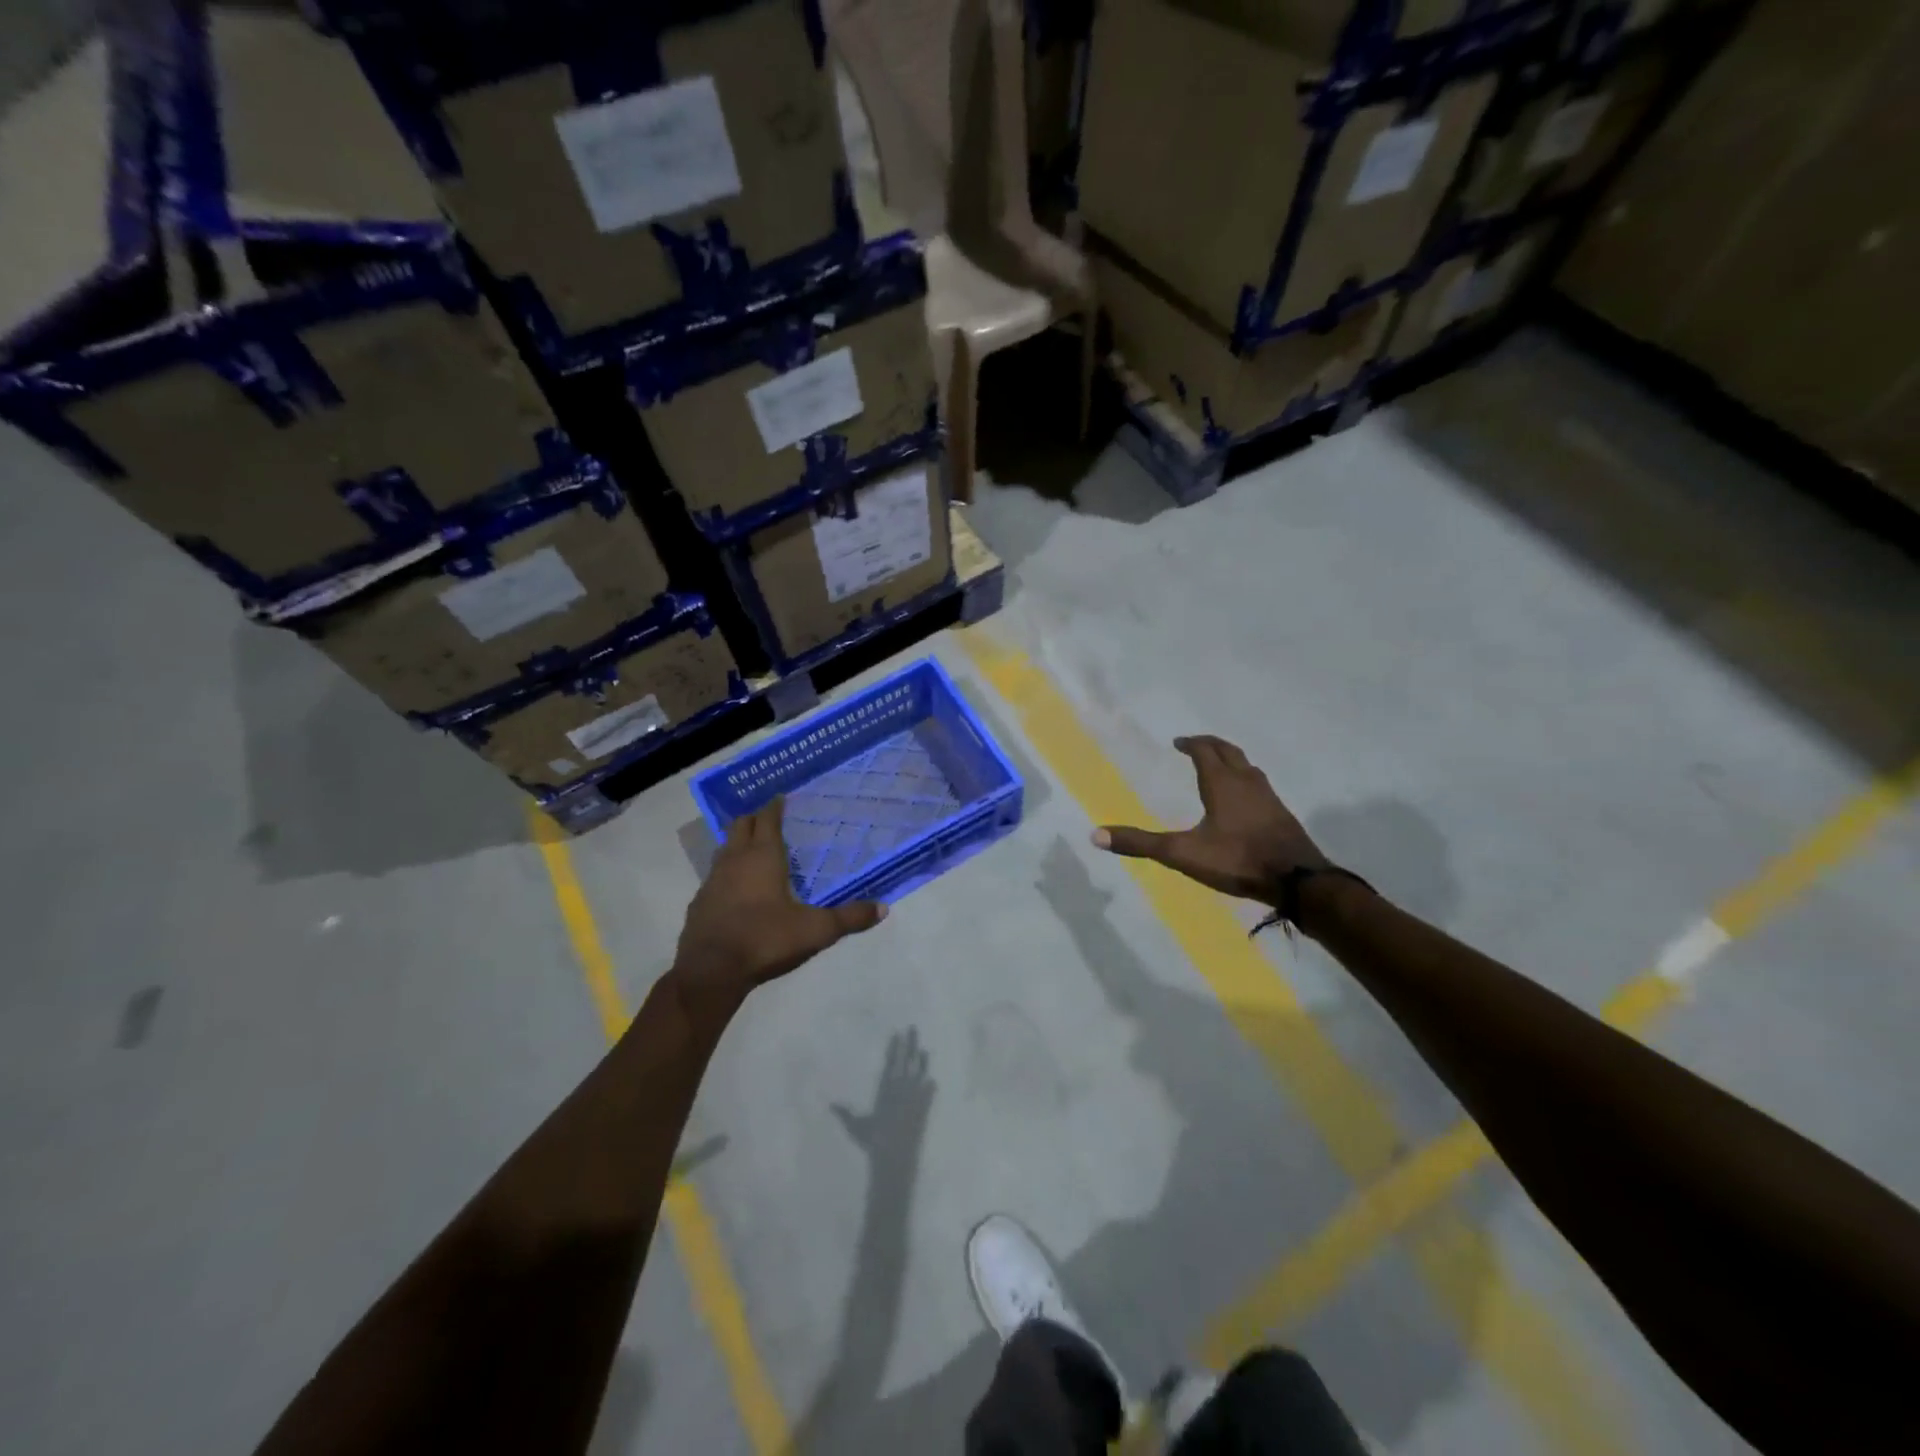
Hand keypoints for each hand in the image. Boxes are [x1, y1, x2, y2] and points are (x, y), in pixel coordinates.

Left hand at [673, 799, 885, 1013]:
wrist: (711, 971)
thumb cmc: (766, 939)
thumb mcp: (816, 930)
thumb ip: (849, 918)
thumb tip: (883, 909)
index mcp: (763, 857)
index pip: (767, 818)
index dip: (775, 806)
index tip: (783, 798)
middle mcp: (735, 860)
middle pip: (741, 825)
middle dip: (755, 818)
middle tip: (771, 819)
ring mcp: (712, 880)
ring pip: (724, 849)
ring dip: (739, 844)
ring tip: (756, 850)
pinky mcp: (700, 902)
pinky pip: (715, 876)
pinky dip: (727, 873)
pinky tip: (738, 890)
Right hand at [830, 1029, 933, 1157]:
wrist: (895, 1158)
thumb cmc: (873, 1141)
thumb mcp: (856, 1127)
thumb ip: (845, 1114)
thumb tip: (830, 1103)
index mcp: (885, 1090)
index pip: (891, 1064)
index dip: (894, 1048)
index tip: (897, 1034)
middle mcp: (901, 1090)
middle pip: (907, 1062)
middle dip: (910, 1044)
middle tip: (913, 1028)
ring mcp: (914, 1099)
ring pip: (919, 1074)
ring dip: (922, 1061)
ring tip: (924, 1049)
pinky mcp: (923, 1110)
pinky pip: (929, 1094)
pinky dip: (930, 1087)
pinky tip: (933, 1080)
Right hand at [1091, 735, 1326, 904]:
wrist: (1297, 881)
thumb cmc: (1237, 859)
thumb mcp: (1182, 853)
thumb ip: (1141, 844)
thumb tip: (1095, 835)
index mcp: (1222, 783)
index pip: (1205, 751)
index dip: (1191, 744)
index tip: (1178, 742)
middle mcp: (1247, 781)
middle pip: (1229, 751)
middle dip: (1211, 745)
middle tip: (1195, 745)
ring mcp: (1269, 797)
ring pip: (1248, 767)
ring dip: (1231, 761)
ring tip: (1218, 767)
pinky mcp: (1282, 815)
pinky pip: (1260, 785)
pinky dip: (1245, 780)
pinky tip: (1243, 801)